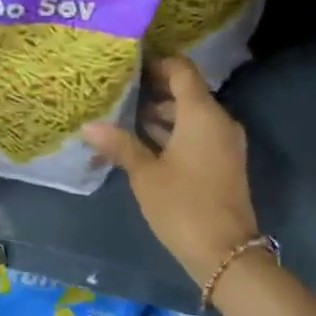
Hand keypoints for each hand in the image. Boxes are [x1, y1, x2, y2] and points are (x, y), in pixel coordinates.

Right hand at [81, 57, 258, 287]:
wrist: (226, 252)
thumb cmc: (183, 206)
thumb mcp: (145, 175)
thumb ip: (120, 145)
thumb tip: (89, 125)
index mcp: (202, 114)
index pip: (182, 70)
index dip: (157, 63)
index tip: (130, 63)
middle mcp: (219, 120)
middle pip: (188, 92)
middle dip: (156, 90)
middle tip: (121, 90)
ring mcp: (226, 142)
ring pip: (194, 115)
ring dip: (165, 114)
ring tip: (127, 117)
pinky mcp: (226, 161)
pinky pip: (200, 133)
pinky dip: (177, 132)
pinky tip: (148, 142)